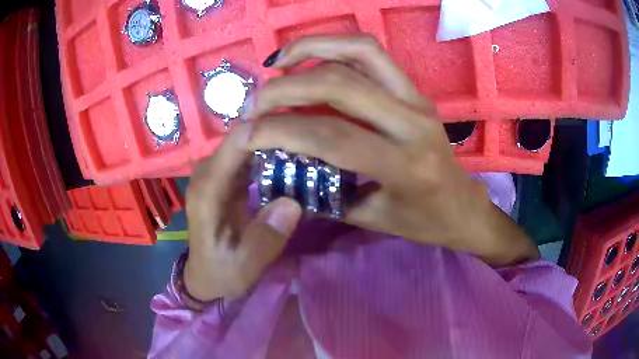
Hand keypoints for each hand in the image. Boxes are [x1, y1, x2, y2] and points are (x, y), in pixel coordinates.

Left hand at [184, 124, 301, 300]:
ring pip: (246, 143)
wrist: (205, 276)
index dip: (265, 132)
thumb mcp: (244, 266)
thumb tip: (292, 203)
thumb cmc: (222, 272)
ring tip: (307, 146)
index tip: (300, 133)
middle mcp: (207, 173)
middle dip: (275, 133)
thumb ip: (264, 239)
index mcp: (208, 190)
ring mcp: (215, 173)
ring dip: (274, 141)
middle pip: (242, 137)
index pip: (234, 145)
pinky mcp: (224, 179)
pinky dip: (268, 153)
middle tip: (312, 141)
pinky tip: (291, 159)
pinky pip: (247, 155)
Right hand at [245, 35, 538, 265]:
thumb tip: (280, 171)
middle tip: (254, 102)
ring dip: (311, 48)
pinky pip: (371, 54)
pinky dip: (334, 46)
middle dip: (286, 88)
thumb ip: (325, 194)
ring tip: (277, 62)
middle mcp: (413, 122)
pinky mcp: (414, 88)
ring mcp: (417, 97)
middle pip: (340, 85)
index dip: (281, 130)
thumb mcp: (372, 219)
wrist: (462, 205)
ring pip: (360, 51)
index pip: (332, 136)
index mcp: (404, 166)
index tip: (247, 134)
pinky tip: (308, 58)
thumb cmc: (423, 221)